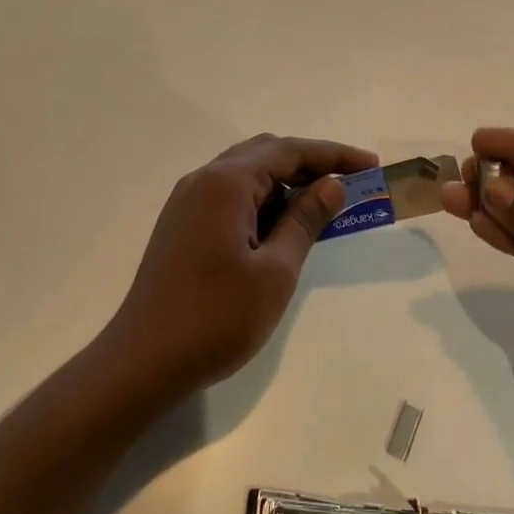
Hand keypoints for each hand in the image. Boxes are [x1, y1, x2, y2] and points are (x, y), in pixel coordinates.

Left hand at [103, 134, 378, 403]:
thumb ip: (305, 220)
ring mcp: (187, 202)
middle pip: (266, 153)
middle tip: (349, 185)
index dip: (334, 155)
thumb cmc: (216, 318)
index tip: (371, 165)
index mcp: (226, 183)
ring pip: (246, 174)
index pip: (289, 151)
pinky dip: (261, 201)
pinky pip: (229, 196)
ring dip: (285, 183)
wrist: (142, 362)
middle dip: (310, 164)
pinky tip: (280, 228)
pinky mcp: (181, 224)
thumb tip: (332, 184)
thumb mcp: (275, 271)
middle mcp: (203, 180)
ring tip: (321, 209)